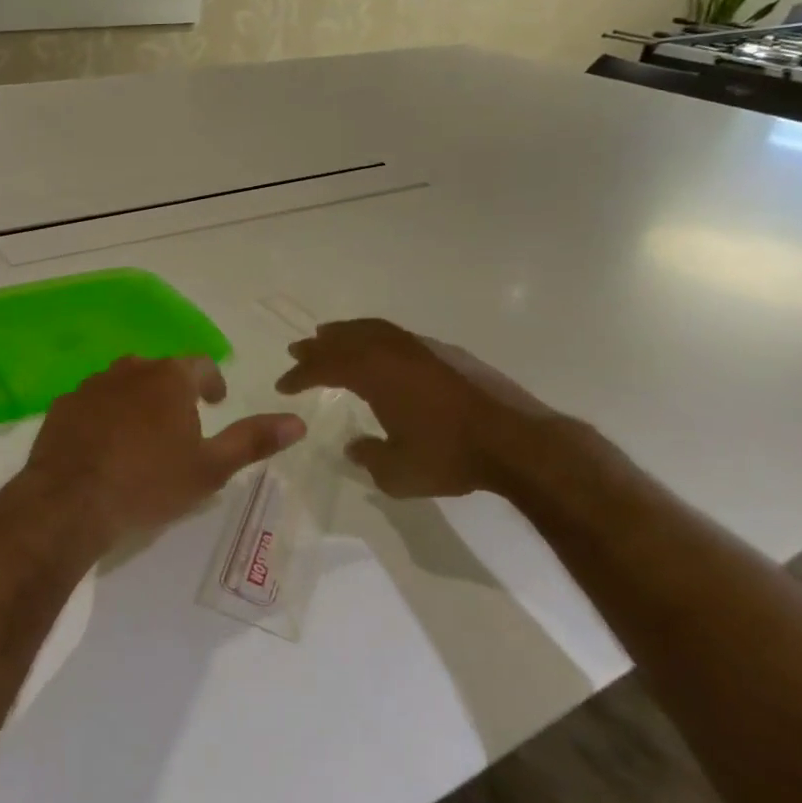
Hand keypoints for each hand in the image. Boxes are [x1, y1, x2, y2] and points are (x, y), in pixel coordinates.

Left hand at [21, 356, 305, 547]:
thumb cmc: (148, 483)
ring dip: (136, 401)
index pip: (200, 365)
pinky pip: (92, 403)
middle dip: (173, 391)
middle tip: (180, 423)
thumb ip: (252, 441)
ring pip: (122, 383)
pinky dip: (103, 415)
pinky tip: (103, 446)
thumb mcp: (210, 468)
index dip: (212, 382)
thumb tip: (297, 422)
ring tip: (141, 436)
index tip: (215, 403)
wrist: (71, 500)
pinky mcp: (63, 405)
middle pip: (159, 371)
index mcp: (168, 378)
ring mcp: (91, 385)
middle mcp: (129, 370)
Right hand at [274, 319, 565, 499]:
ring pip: (373, 330)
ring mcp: (421, 348)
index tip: (283, 385)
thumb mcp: (398, 472)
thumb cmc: (450, 457)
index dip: (300, 375)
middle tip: (298, 349)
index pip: (324, 367)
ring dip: (347, 333)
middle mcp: (392, 352)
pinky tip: (382, 351)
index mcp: (372, 374)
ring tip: (332, 336)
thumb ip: (369, 457)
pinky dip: (377, 338)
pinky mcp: (448, 353)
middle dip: (318, 345)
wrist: (518, 443)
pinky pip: (398, 336)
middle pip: (344, 339)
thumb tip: (355, 447)